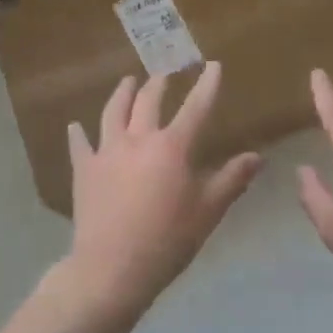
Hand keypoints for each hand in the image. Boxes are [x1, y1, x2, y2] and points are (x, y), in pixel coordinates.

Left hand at [64, 63, 261, 316]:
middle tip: (164, 73)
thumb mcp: (208, 211)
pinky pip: (80, 145)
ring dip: (122, 94)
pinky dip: (78, 134)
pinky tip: (75, 126)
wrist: (112, 267)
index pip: (195, 108)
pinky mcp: (84, 170)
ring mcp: (107, 152)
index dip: (207, 85)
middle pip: (148, 102)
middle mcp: (138, 139)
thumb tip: (257, 156)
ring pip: (113, 112)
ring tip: (127, 81)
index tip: (213, 65)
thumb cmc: (168, 239)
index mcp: (172, 147)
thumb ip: (232, 180)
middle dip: (159, 83)